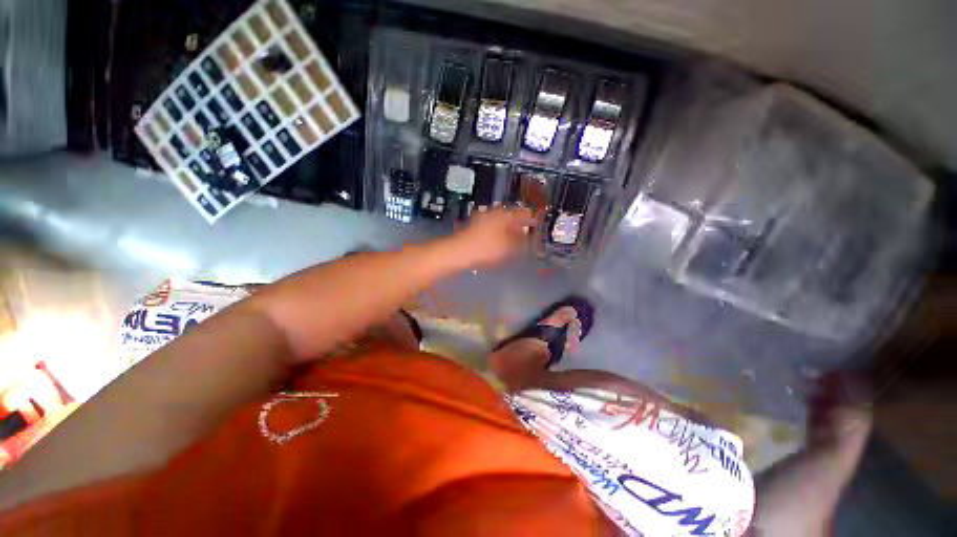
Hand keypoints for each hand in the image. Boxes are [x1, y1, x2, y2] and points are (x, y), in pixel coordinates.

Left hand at [447, 207, 536, 267]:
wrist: (459, 252)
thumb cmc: (485, 248)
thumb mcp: (508, 247)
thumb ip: (521, 241)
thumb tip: (529, 238)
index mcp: (504, 214)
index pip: (523, 213)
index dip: (533, 219)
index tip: (539, 224)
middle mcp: (494, 213)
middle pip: (512, 217)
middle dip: (521, 225)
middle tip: (529, 234)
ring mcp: (483, 219)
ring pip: (502, 223)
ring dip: (511, 230)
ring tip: (517, 240)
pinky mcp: (476, 228)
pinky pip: (494, 228)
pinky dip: (501, 234)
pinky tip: (502, 243)